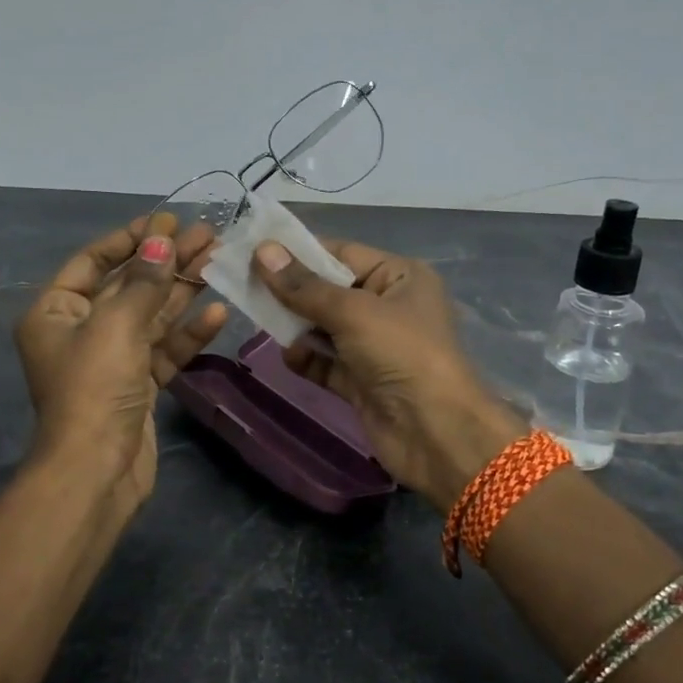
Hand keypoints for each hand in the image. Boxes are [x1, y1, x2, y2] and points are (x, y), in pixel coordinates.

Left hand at [15, 213, 228, 513]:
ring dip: (182, 290)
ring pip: (151, 316)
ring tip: (218, 260)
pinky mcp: (137, 385)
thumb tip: (162, 239)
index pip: (93, 261)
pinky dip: (188, 332)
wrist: (96, 472)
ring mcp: (111, 360)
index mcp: (56, 312)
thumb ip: (144, 281)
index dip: (131, 238)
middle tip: (207, 235)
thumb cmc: (94, 389)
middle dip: (166, 261)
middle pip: (128, 286)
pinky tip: (218, 311)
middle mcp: (81, 331)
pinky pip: (163, 349)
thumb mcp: (117, 326)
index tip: (167, 220)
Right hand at [254, 240, 525, 511]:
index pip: (341, 253)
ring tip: (259, 319)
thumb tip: (262, 251)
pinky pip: (326, 362)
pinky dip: (307, 358)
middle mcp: (388, 306)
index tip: (254, 250)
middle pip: (329, 290)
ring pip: (323, 327)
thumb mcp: (353, 311)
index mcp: (399, 277)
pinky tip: (289, 356)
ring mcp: (374, 346)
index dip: (299, 252)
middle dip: (291, 290)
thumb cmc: (402, 353)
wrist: (437, 433)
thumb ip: (304, 286)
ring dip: (295, 325)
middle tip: (245, 285)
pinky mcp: (361, 381)